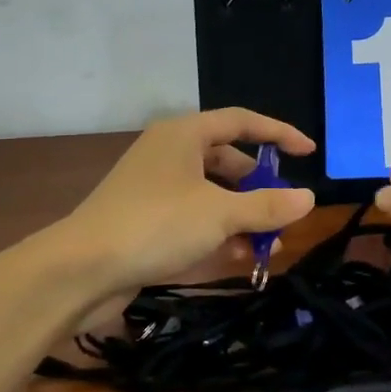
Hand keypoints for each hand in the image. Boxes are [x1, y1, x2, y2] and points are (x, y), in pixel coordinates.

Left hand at [64, 108, 315, 295]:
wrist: (81, 269)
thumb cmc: (156, 225)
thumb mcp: (220, 214)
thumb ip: (267, 205)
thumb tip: (308, 198)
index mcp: (184, 135)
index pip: (241, 121)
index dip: (278, 134)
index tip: (309, 153)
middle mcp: (170, 154)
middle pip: (228, 161)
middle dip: (260, 189)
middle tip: (285, 213)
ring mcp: (156, 188)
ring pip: (212, 195)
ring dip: (242, 217)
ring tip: (269, 246)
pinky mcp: (146, 221)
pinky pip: (193, 219)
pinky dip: (218, 234)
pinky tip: (239, 258)